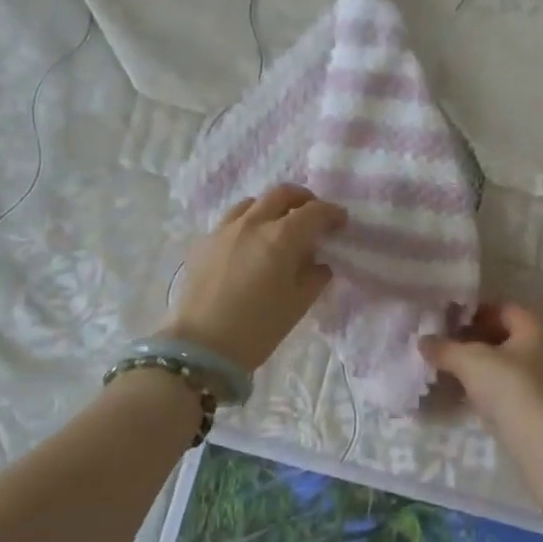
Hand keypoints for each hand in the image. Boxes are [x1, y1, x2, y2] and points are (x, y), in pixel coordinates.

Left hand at [162, 184, 346, 372]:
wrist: (201, 347)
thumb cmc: (258, 328)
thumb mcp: (298, 304)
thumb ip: (315, 276)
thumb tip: (318, 263)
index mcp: (282, 237)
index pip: (314, 212)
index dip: (332, 213)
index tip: (341, 222)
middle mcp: (253, 223)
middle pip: (283, 194)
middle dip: (304, 200)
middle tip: (313, 216)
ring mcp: (225, 229)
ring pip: (254, 202)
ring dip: (273, 207)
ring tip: (279, 226)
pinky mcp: (205, 242)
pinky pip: (232, 220)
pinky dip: (249, 222)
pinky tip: (250, 243)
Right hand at [419, 303, 542, 431]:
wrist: (537, 440)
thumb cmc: (508, 386)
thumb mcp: (470, 361)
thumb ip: (445, 348)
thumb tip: (422, 341)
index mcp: (533, 329)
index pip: (504, 309)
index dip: (476, 311)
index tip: (450, 319)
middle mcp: (541, 350)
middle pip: (502, 337)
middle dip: (472, 340)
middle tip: (444, 344)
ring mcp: (539, 381)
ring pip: (501, 365)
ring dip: (476, 366)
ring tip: (446, 368)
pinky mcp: (531, 407)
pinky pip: (502, 389)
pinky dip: (482, 388)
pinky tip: (459, 394)